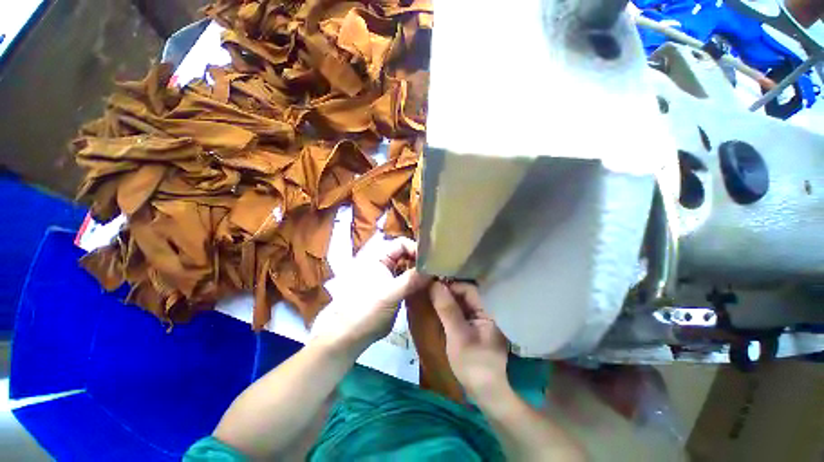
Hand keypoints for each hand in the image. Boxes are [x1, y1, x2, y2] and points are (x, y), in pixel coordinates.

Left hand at [310, 237, 430, 354]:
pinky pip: (406, 280)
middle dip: (420, 261)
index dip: (416, 249)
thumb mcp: (390, 293)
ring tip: (433, 279)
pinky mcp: (391, 289)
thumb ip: (412, 280)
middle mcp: (383, 263)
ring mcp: (387, 276)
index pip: (401, 243)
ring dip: (419, 272)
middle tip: (435, 270)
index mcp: (378, 257)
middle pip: (406, 254)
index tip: (430, 262)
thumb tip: (434, 269)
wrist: (351, 335)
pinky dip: (416, 282)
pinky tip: (425, 288)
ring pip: (407, 267)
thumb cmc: (367, 310)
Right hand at [430, 282, 508, 398]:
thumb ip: (447, 309)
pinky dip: (448, 308)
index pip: (468, 289)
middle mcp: (485, 311)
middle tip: (428, 289)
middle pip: (465, 294)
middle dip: (447, 290)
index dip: (451, 285)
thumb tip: (434, 284)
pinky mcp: (472, 327)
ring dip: (446, 299)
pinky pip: (459, 311)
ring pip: (461, 302)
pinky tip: (437, 307)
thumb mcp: (458, 335)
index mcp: (488, 310)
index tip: (433, 285)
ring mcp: (478, 320)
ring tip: (430, 295)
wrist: (485, 393)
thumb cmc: (473, 364)